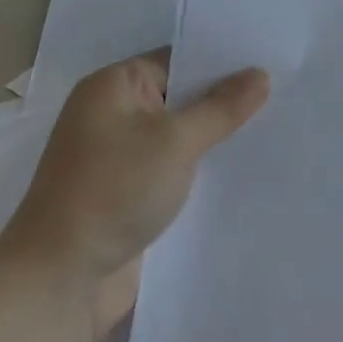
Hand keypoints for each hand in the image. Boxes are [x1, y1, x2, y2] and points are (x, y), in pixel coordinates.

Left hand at [0, 51, 269, 297]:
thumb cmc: (113, 192)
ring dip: (218, 137)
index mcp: (113, 86)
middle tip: (283, 91)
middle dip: (226, 99)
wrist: (59, 282)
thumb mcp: (175, 142)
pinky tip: (247, 168)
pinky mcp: (131, 193)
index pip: (179, 58)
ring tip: (277, 126)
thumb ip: (221, 107)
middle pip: (182, 96)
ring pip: (182, 135)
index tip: (270, 60)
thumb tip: (261, 74)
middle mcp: (114, 114)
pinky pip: (176, 167)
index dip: (223, 60)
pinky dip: (204, 168)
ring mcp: (121, 156)